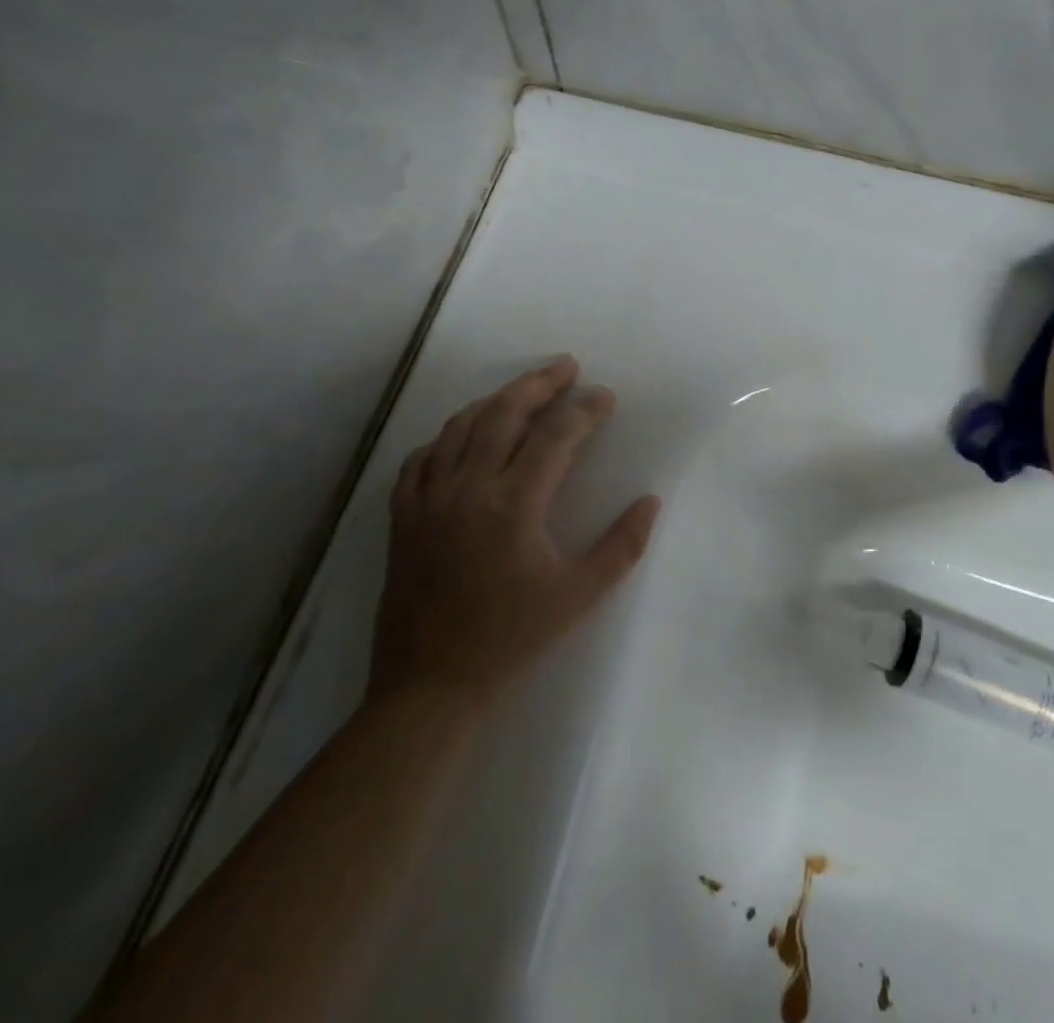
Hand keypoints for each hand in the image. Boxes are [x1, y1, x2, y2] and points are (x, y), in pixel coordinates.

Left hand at [371, 357, 660, 703]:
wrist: (429, 687)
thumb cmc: (511, 639)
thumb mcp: (579, 597)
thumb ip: (621, 546)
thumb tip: (650, 501)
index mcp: (514, 504)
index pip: (555, 436)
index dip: (584, 410)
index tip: (606, 397)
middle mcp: (468, 488)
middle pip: (504, 413)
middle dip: (539, 384)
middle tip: (566, 367)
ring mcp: (428, 500)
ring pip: (460, 427)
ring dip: (495, 401)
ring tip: (523, 391)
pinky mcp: (403, 518)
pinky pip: (422, 459)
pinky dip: (447, 437)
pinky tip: (463, 437)